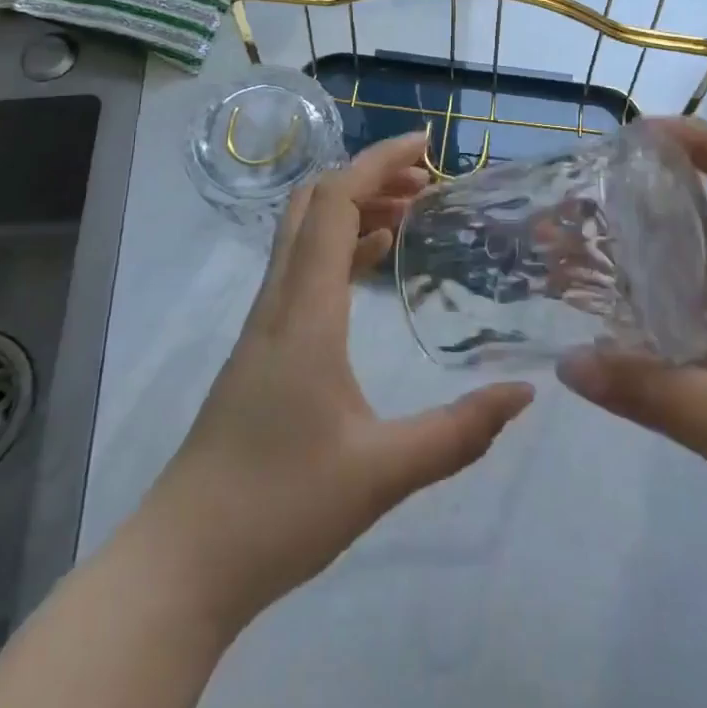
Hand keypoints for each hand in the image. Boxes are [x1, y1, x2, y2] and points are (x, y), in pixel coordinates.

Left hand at [142, 131, 534, 630]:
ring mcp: (264, 322)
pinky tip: (374, 262)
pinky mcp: (262, 346)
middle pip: (314, 203)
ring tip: (412, 212)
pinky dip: (341, 245)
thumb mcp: (383, 473)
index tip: (427, 145)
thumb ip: (459, 432)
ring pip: (305, 233)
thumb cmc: (280, 508)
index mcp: (305, 310)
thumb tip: (523, 394)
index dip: (379, 162)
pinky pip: (303, 268)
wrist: (183, 562)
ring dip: (355, 207)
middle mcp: (280, 300)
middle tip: (427, 182)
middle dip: (370, 176)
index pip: (336, 202)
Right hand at [557, 119, 706, 604]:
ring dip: (623, 263)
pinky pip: (665, 337)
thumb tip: (568, 363)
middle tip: (573, 194)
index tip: (643, 132)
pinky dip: (626, 324)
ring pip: (675, 283)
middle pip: (697, 229)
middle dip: (639, 203)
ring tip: (559, 247)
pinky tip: (581, 322)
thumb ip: (656, 392)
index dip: (704, 146)